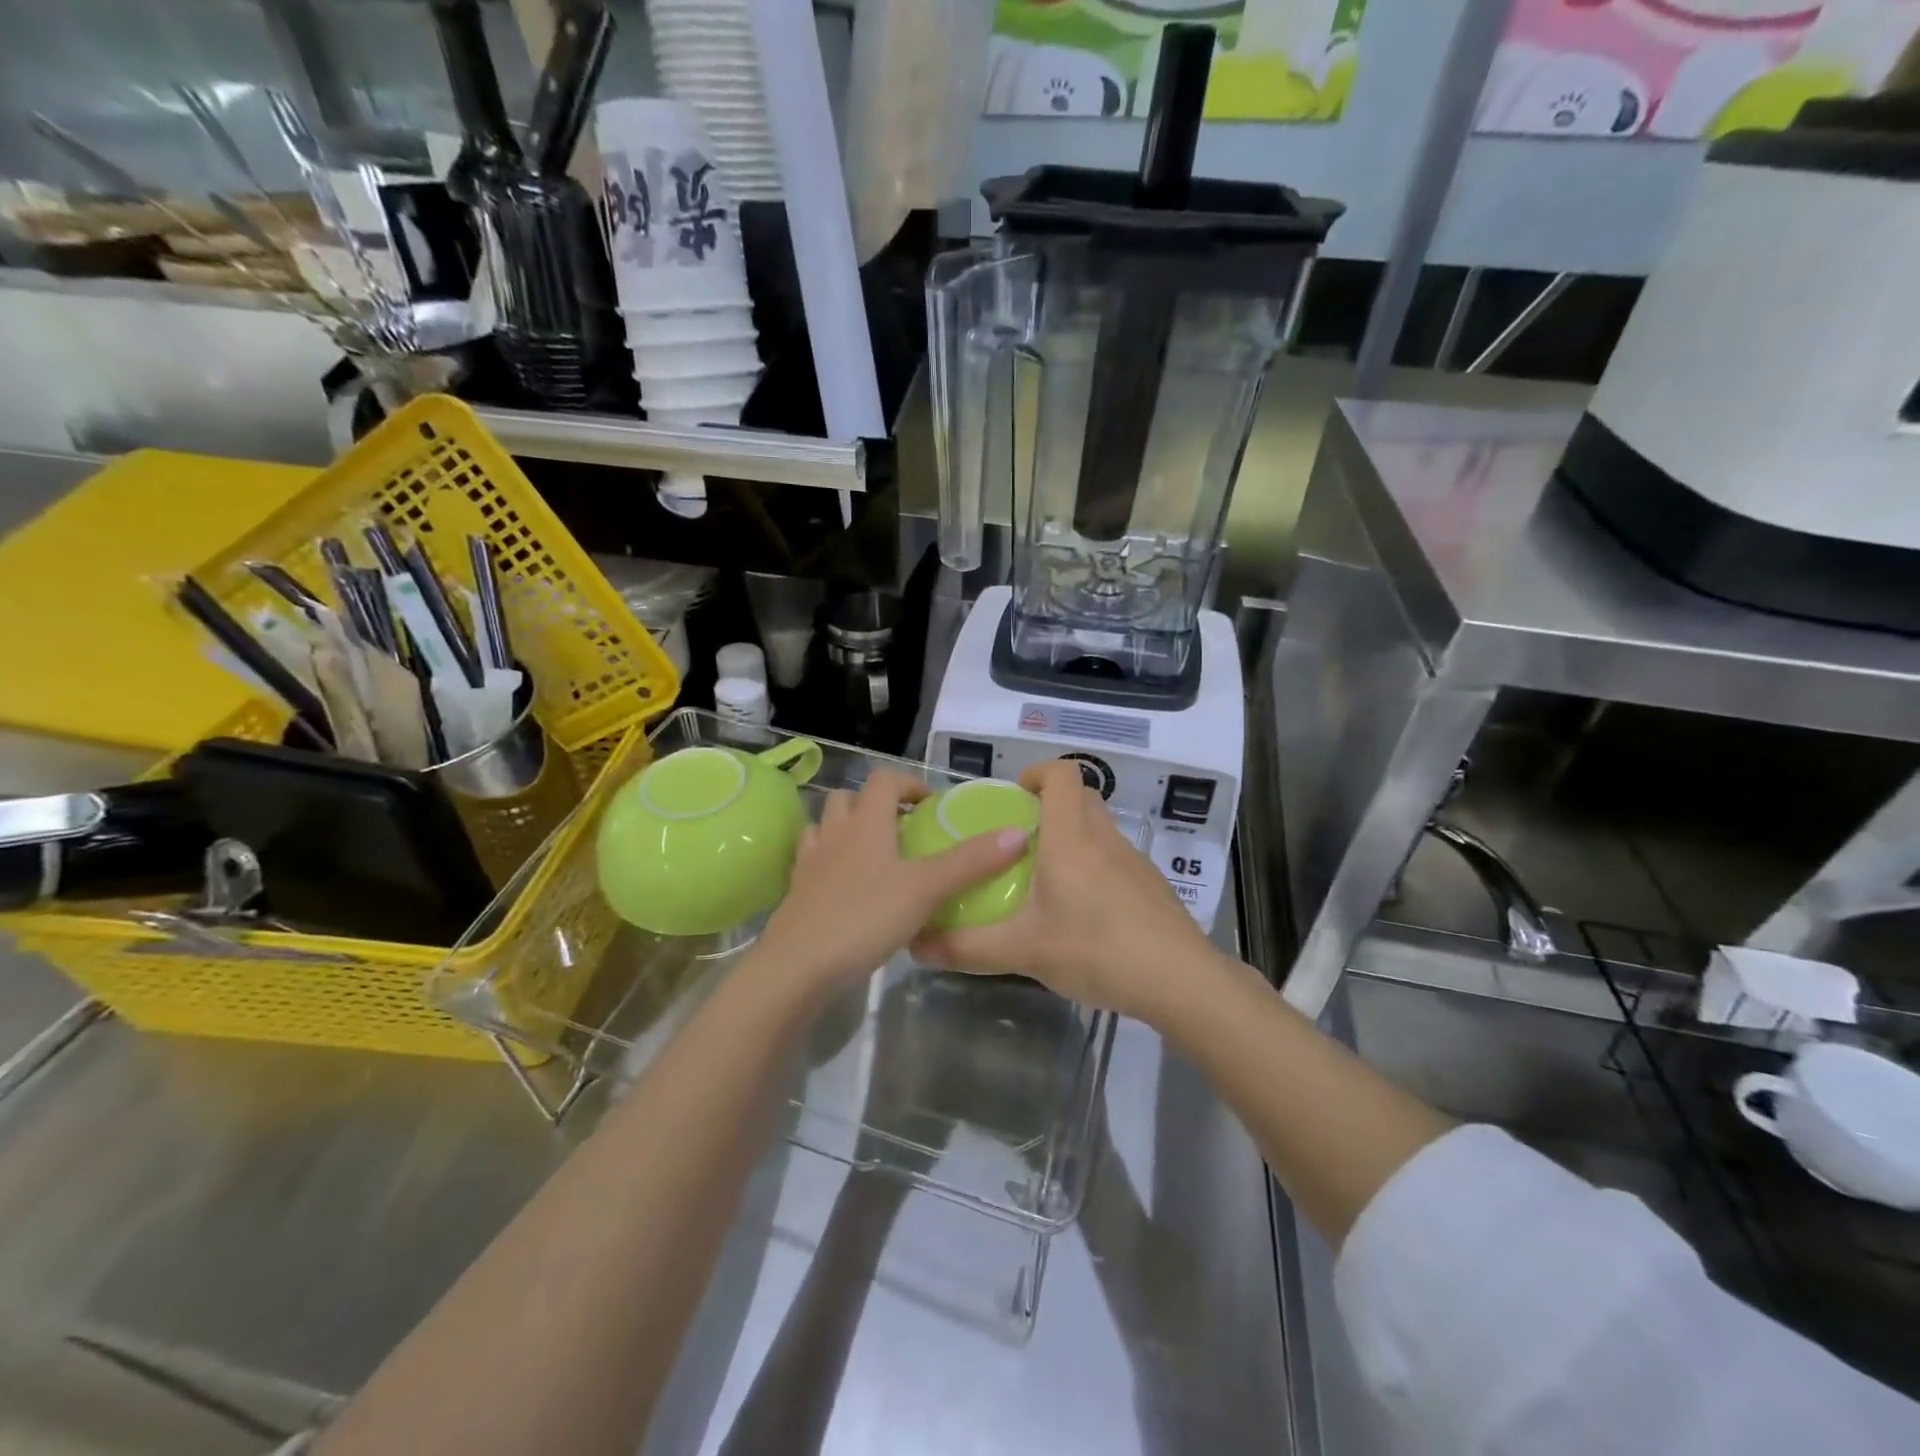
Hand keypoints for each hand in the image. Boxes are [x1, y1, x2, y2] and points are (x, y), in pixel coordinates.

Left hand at [752, 769, 1029, 995]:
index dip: (908, 782)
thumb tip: (1017, 832)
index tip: (930, 803)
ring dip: (846, 830)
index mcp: (865, 823)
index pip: (883, 780)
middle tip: (902, 829)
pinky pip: (811, 863)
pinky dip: (828, 863)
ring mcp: (809, 864)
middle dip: (874, 804)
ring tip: (873, 855)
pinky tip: (845, 888)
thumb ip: (971, 862)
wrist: (798, 967)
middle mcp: (834, 834)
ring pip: (824, 828)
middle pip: (848, 798)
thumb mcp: (926, 889)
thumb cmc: (865, 918)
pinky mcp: (796, 894)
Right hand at [912, 760, 1220, 1020]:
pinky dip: (1095, 867)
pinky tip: (1083, 914)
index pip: (1062, 774)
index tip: (1014, 796)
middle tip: (1021, 840)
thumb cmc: (1096, 951)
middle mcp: (1104, 839)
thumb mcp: (1023, 951)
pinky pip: (1115, 859)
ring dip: (1073, 838)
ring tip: (1046, 880)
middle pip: (1081, 797)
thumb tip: (915, 946)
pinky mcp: (1150, 886)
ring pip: (1100, 829)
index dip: (1037, 772)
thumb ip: (967, 948)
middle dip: (1050, 806)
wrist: (1179, 981)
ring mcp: (1133, 861)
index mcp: (1071, 839)